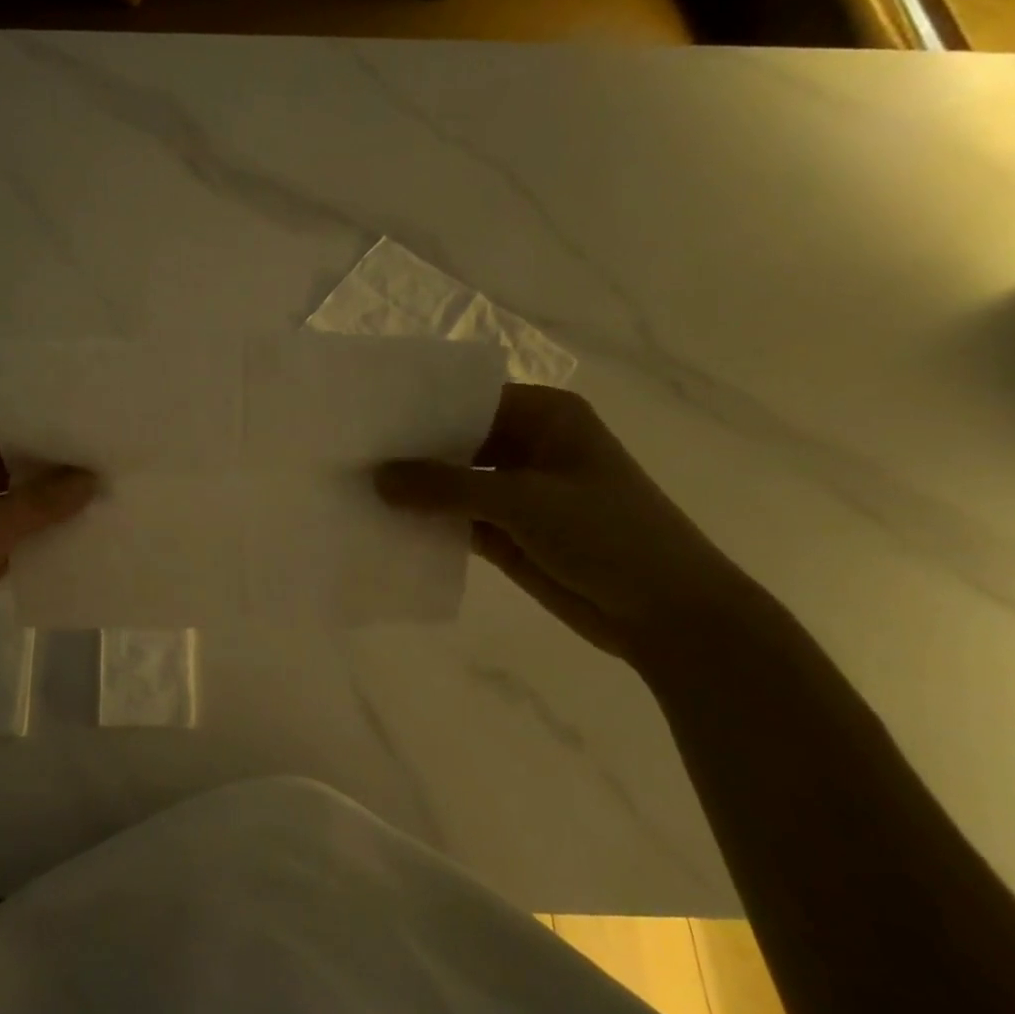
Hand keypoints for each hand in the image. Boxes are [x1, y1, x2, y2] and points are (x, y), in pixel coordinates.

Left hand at [0, 419, 94, 703]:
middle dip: (48, 474)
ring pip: (2, 504)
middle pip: (0, 466)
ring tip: (100, 500)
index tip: (95, 441)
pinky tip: (73, 539)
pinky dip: (28, 538)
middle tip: (105, 471)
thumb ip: (40, 502)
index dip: (45, 437)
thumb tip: (93, 476)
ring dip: (42, 508)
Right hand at [376, 385, 759, 659]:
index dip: (417, 408)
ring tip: (352, 486)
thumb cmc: (607, 535)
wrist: (667, 615)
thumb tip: (375, 476)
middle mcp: (527, 444)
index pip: (466, 399)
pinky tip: (381, 523)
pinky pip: (455, 518)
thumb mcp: (522, 501)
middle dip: (408, 451)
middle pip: (454, 440)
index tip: (364, 418)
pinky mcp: (506, 531)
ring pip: (451, 481)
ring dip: (413, 489)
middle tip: (347, 454)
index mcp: (544, 415)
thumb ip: (445, 486)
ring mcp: (516, 490)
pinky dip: (426, 521)